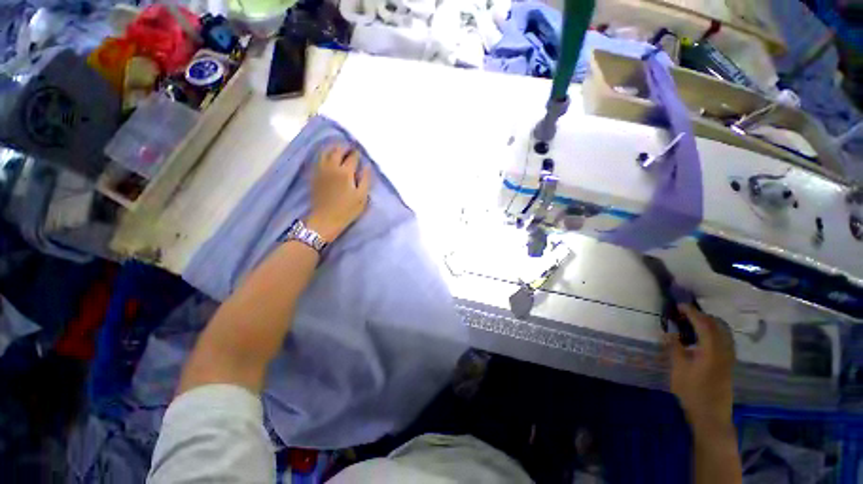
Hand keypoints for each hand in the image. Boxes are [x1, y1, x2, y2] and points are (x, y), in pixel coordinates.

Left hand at [306, 144, 371, 241]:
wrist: (325, 219)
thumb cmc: (347, 210)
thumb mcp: (361, 197)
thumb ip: (365, 180)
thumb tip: (367, 166)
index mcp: (345, 172)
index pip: (352, 157)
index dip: (357, 154)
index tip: (360, 152)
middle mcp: (332, 167)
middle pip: (337, 151)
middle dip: (345, 147)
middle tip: (350, 147)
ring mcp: (321, 170)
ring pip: (325, 152)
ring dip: (333, 148)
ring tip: (338, 148)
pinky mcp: (314, 175)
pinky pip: (318, 159)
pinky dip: (324, 154)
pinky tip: (328, 156)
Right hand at [666, 304, 735, 434]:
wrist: (711, 416)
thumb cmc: (692, 392)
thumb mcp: (679, 370)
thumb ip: (674, 348)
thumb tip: (668, 332)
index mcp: (711, 350)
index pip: (704, 324)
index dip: (692, 312)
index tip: (679, 306)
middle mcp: (724, 350)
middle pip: (717, 326)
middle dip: (702, 316)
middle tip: (684, 314)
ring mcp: (729, 358)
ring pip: (724, 332)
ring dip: (710, 324)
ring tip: (693, 323)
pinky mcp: (728, 364)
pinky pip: (725, 340)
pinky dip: (714, 333)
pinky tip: (702, 339)